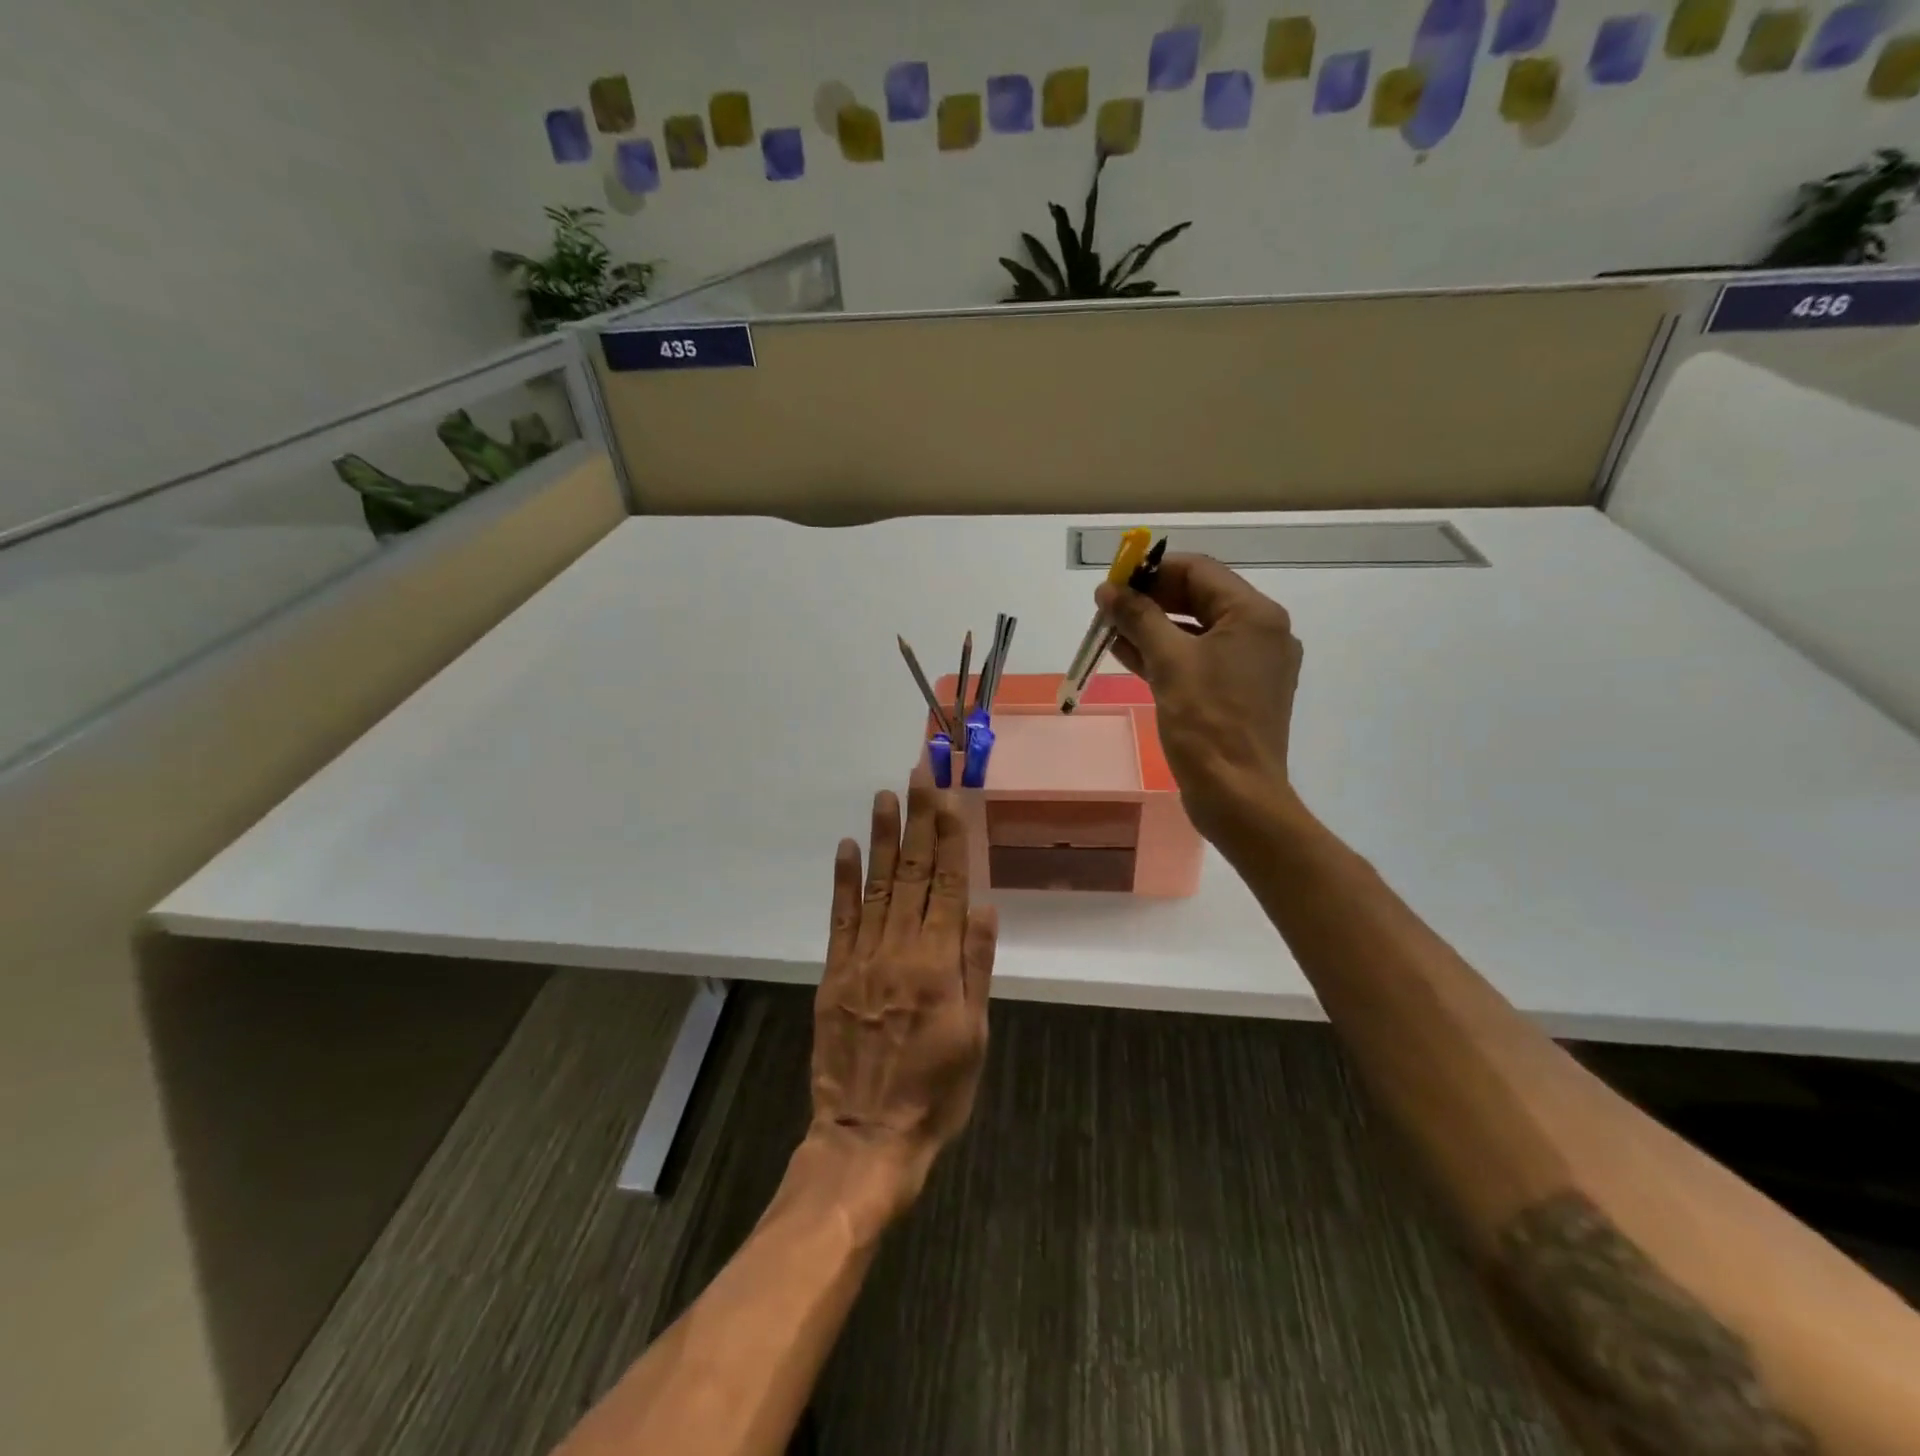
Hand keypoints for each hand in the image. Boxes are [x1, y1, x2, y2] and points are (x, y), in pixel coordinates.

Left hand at [808, 786, 997, 1222]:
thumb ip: (976, 967)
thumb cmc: (936, 1091)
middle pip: (914, 873)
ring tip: (886, 795)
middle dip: (918, 819)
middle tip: (918, 773)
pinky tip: (847, 847)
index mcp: (939, 964)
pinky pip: (840, 918)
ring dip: (883, 837)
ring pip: (877, 885)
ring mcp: (862, 958)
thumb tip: (984, 907)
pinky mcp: (835, 972)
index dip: (950, 836)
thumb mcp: (974, 1035)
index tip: (948, 795)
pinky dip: (844, 880)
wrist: (868, 1134)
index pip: (948, 885)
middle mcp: (900, 949)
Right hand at [1096, 553, 1304, 853]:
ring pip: (1194, 631)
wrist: (1237, 796)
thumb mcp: (1169, 662)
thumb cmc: (1207, 723)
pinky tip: (1126, 653)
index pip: (1199, 571)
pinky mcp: (1236, 692)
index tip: (1113, 581)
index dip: (1152, 571)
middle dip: (1149, 599)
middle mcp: (1260, 632)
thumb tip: (1108, 590)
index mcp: (1255, 616)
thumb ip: (1138, 618)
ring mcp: (1250, 665)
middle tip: (1107, 606)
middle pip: (1198, 598)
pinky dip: (1164, 654)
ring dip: (1152, 626)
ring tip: (1108, 627)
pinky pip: (1197, 660)